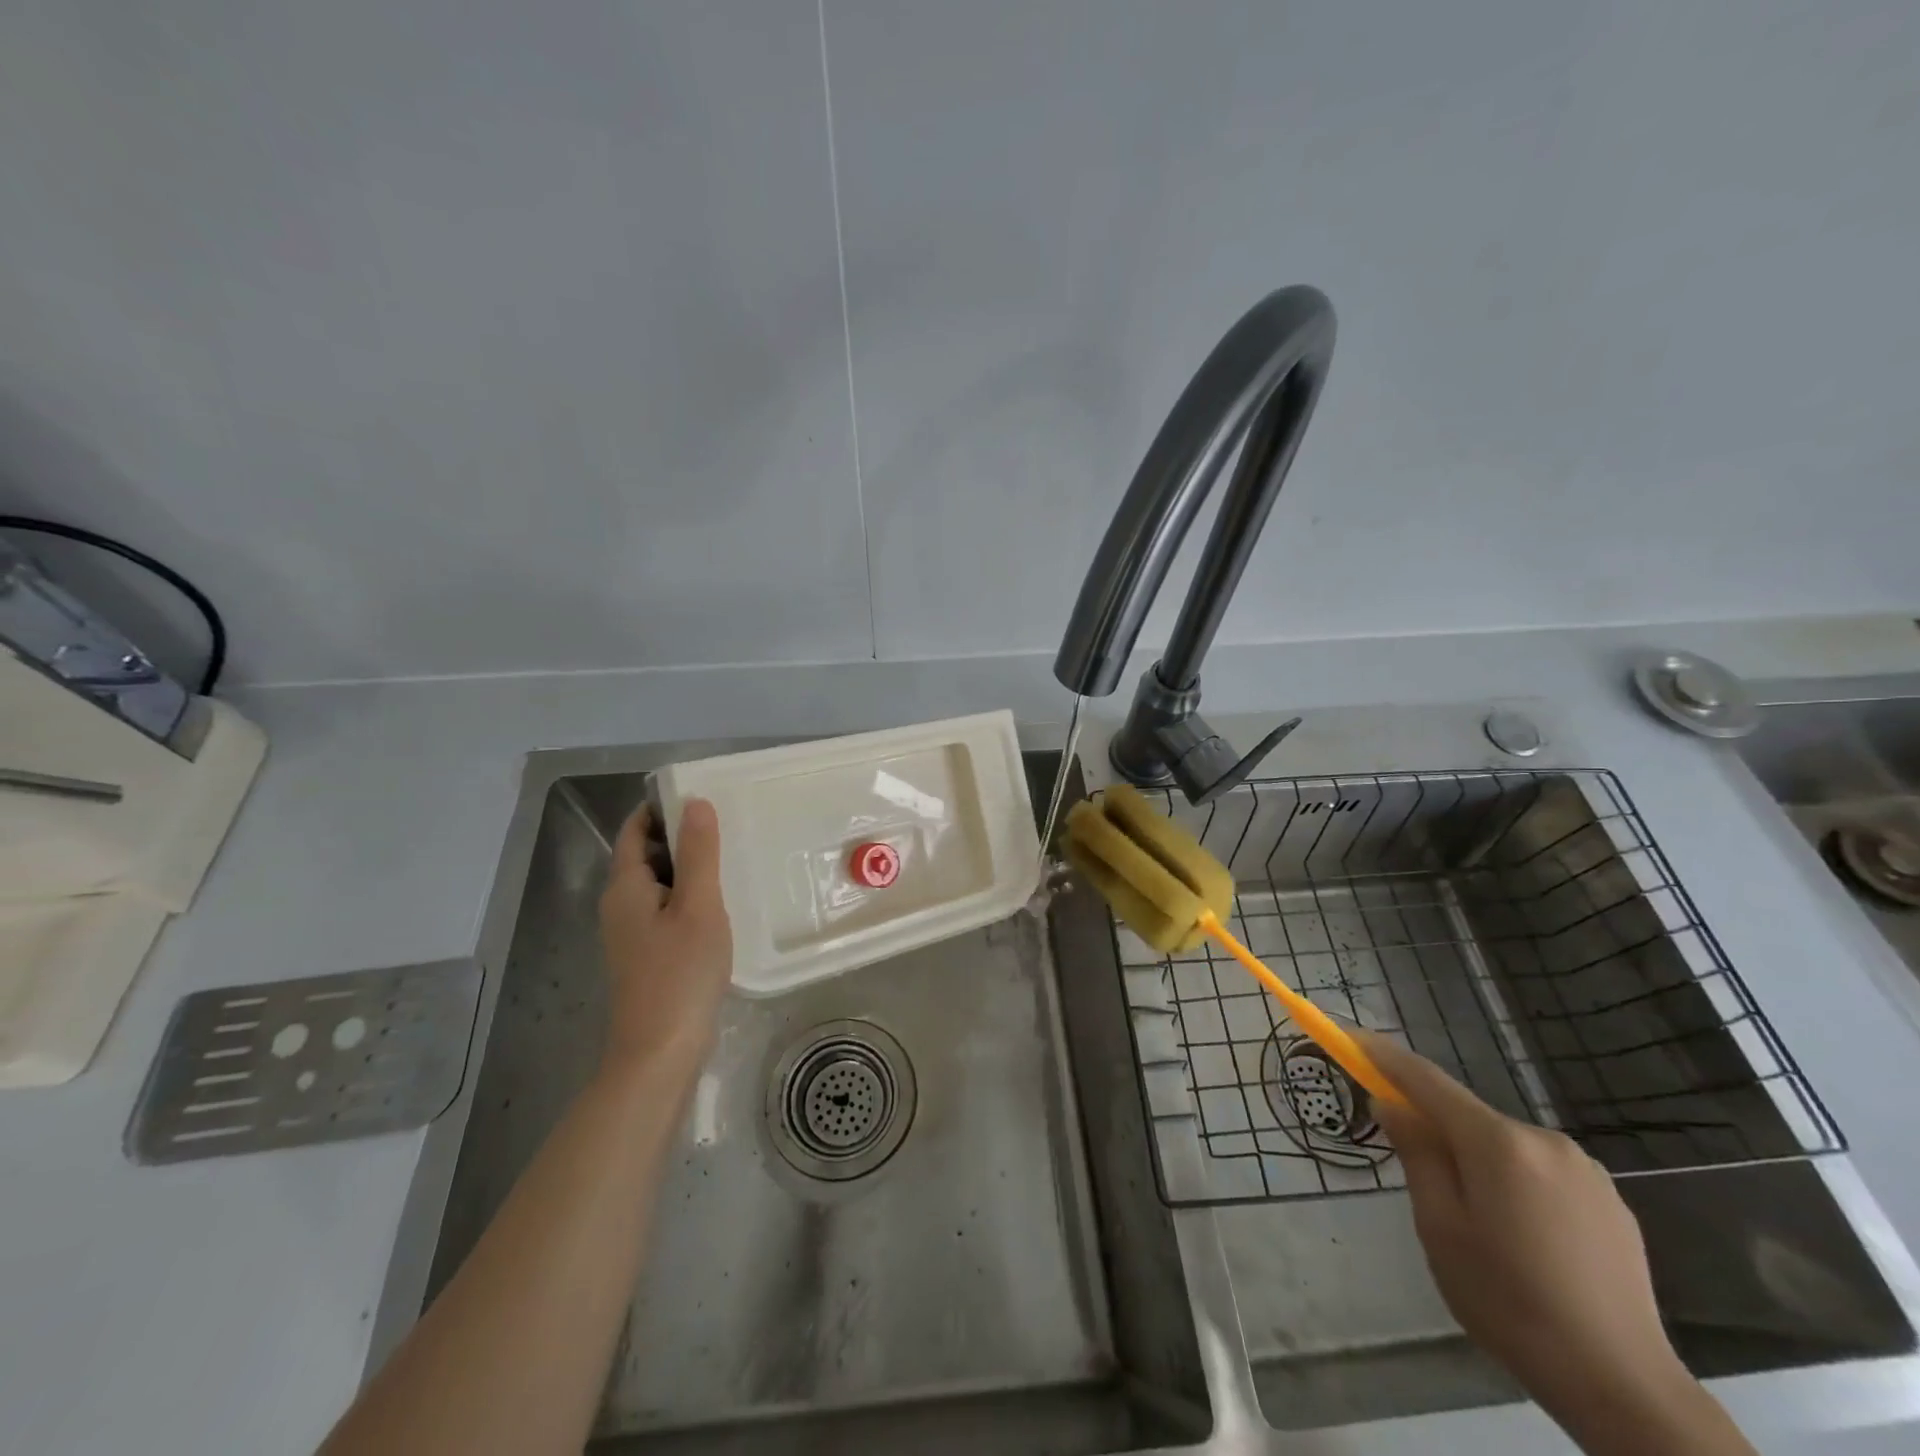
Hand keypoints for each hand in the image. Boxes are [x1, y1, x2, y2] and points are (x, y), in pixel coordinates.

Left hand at [597, 799, 732, 1080]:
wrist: (661, 1053)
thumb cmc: (680, 974)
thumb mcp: (698, 906)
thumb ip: (699, 853)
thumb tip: (695, 802)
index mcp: (625, 887)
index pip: (635, 830)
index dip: (661, 808)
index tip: (701, 795)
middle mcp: (620, 906)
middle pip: (646, 855)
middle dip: (681, 836)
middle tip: (727, 824)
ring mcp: (632, 934)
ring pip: (659, 884)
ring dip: (689, 868)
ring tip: (731, 858)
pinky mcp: (647, 956)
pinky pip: (666, 910)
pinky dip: (689, 897)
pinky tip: (721, 905)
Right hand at [1366, 1037, 1753, 1455]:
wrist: (1625, 1389)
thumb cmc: (1510, 1302)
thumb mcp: (1440, 1228)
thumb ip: (1415, 1155)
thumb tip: (1391, 1105)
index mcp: (1496, 1142)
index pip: (1424, 1079)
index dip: (1381, 1055)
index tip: (1348, 1036)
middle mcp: (1543, 1139)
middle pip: (1467, 1115)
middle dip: (1436, 1131)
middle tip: (1423, 1188)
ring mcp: (1585, 1169)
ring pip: (1504, 1146)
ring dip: (1478, 1163)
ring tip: (1483, 1230)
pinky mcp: (1611, 1201)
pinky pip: (1540, 1172)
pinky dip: (1516, 1185)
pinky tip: (1526, 1241)